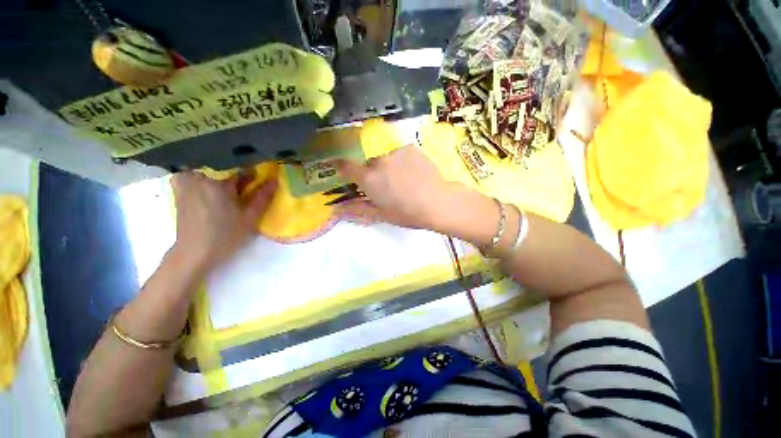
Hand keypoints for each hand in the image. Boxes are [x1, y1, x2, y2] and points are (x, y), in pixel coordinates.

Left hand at [170, 172, 276, 269]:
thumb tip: (275, 180)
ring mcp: (186, 184)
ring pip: (207, 171)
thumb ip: (263, 197)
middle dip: (234, 173)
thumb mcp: (250, 218)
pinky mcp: (179, 191)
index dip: (251, 174)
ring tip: (227, 189)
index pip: (239, 169)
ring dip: (218, 175)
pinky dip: (202, 179)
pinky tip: (209, 190)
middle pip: (222, 167)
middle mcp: (199, 179)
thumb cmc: (225, 235)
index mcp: (218, 183)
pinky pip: (192, 176)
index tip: (258, 179)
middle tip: (243, 185)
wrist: (194, 253)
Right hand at [336, 145, 460, 230]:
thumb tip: (337, 209)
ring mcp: (395, 151)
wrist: (437, 202)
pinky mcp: (410, 148)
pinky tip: (413, 172)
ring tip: (403, 179)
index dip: (342, 167)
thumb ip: (357, 209)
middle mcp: (378, 160)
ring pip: (385, 157)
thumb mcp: (380, 214)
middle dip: (372, 172)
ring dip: (388, 166)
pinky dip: (402, 161)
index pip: (345, 166)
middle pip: (368, 163)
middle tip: (386, 185)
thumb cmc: (407, 213)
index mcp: (368, 178)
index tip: (346, 171)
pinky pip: (399, 153)